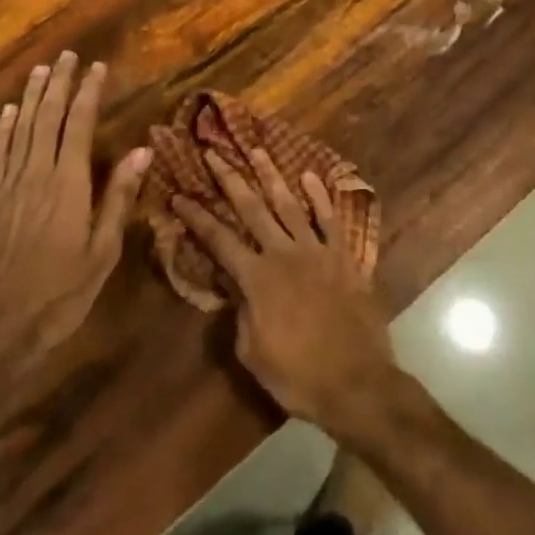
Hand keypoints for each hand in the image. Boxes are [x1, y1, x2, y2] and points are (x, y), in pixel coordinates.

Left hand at [0, 52, 150, 377]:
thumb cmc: (60, 293)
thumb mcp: (102, 251)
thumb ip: (119, 198)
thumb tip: (141, 152)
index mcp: (68, 183)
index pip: (78, 124)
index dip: (88, 92)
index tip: (97, 67)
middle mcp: (37, 173)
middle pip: (47, 117)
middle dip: (59, 84)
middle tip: (67, 56)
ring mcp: (10, 185)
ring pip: (21, 128)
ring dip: (31, 97)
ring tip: (41, 70)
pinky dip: (3, 128)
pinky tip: (8, 111)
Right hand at [170, 148, 399, 441]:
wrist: (356, 383)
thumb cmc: (298, 376)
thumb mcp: (252, 352)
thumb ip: (240, 312)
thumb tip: (235, 286)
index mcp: (257, 278)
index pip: (218, 240)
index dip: (196, 217)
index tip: (178, 195)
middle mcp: (284, 254)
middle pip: (252, 208)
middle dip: (230, 179)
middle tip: (214, 154)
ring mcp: (317, 251)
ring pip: (290, 204)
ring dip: (272, 175)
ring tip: (257, 151)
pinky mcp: (344, 257)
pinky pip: (331, 219)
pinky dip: (320, 197)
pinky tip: (310, 177)